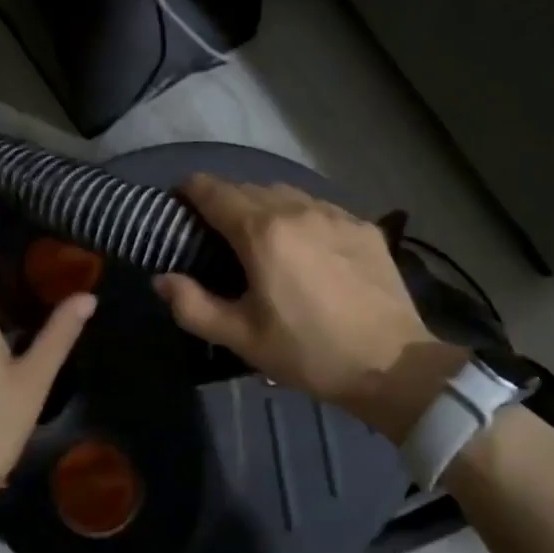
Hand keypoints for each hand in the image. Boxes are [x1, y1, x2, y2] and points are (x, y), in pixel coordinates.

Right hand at [152, 176, 466, 438]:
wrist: (391, 364)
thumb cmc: (307, 352)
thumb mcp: (241, 337)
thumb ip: (192, 305)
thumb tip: (162, 278)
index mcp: (262, 231)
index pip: (214, 191)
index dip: (191, 190)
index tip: (179, 201)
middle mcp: (298, 209)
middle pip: (250, 188)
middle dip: (226, 201)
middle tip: (217, 231)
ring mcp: (336, 214)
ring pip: (288, 194)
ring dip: (265, 206)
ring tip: (262, 236)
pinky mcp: (364, 227)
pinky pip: (320, 209)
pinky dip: (301, 217)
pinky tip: (306, 247)